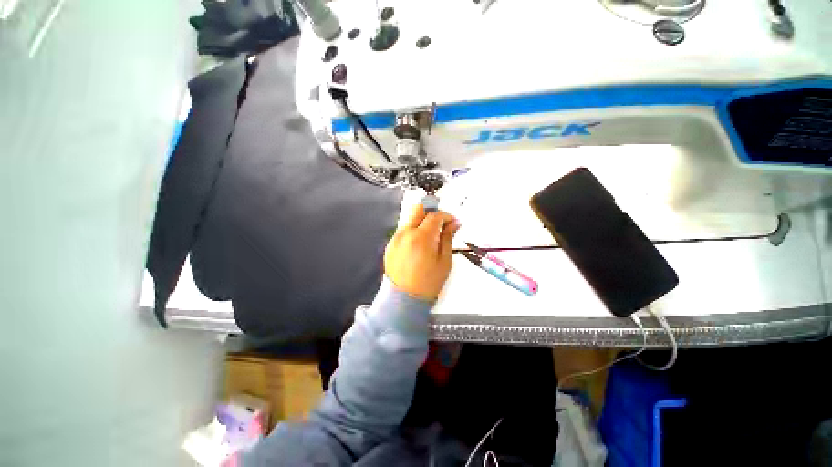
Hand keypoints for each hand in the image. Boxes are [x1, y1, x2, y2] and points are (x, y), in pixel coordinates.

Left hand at [384, 205, 460, 300]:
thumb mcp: (445, 262)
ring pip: (410, 217)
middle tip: (441, 221)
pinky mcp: (390, 244)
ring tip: (432, 233)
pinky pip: (403, 229)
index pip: (435, 215)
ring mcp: (396, 238)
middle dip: (432, 210)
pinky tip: (420, 242)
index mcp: (421, 238)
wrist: (403, 299)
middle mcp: (406, 233)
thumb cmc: (428, 283)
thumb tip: (454, 223)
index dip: (446, 215)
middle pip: (418, 208)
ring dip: (422, 219)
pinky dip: (413, 229)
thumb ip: (448, 238)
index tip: (453, 222)